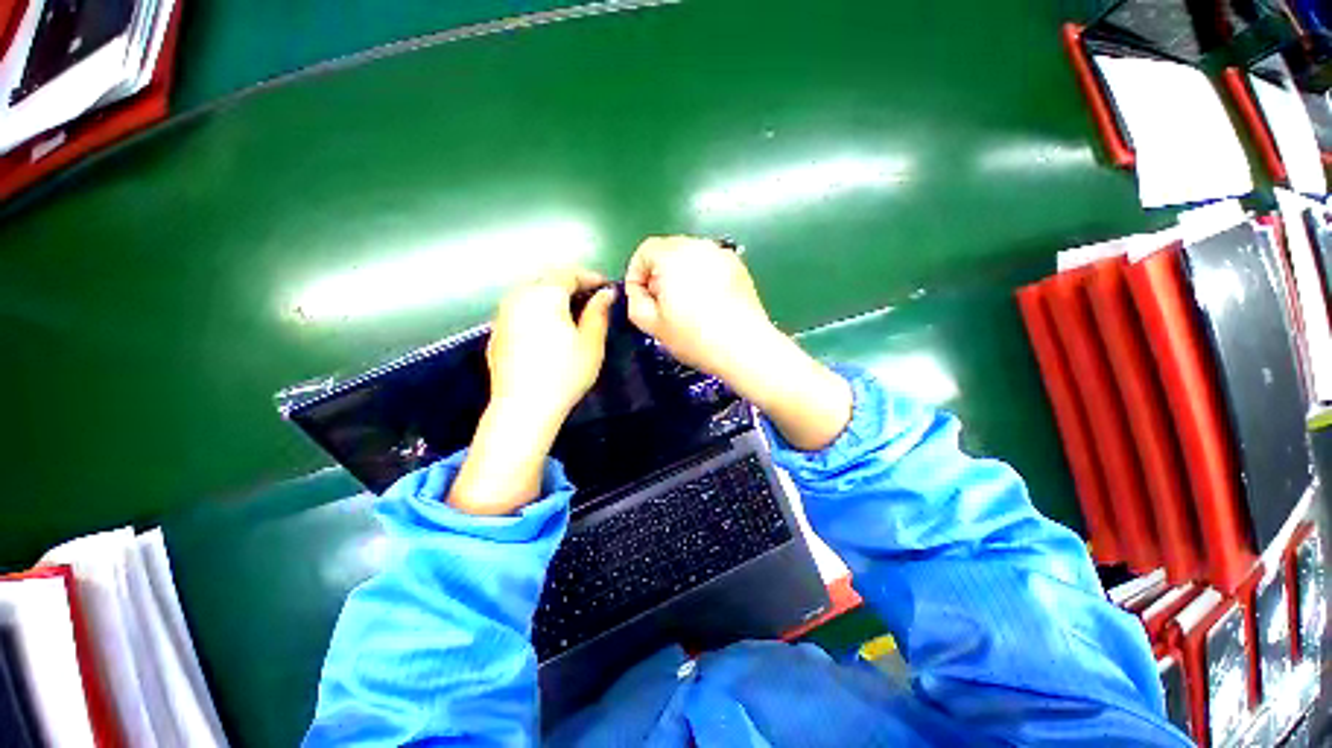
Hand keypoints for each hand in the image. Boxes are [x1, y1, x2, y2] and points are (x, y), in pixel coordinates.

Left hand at [449, 269, 613, 514]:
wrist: (523, 407)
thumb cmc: (565, 373)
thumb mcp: (591, 342)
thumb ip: (598, 312)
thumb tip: (606, 293)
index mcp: (545, 294)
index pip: (569, 273)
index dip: (590, 278)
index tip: (606, 288)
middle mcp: (519, 296)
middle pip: (547, 279)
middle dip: (570, 284)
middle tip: (590, 300)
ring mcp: (503, 314)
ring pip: (531, 293)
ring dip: (552, 296)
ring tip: (570, 314)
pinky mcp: (496, 332)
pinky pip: (520, 310)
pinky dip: (536, 311)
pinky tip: (547, 331)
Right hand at [625, 236, 851, 450]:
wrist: (744, 347)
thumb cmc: (694, 337)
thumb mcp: (652, 325)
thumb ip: (635, 301)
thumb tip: (639, 291)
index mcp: (673, 256)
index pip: (645, 250)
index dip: (636, 274)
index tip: (641, 298)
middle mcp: (698, 245)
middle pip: (668, 250)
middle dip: (658, 273)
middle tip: (662, 303)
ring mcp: (721, 254)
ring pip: (690, 256)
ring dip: (680, 274)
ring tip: (686, 304)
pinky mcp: (738, 266)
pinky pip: (710, 264)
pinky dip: (702, 276)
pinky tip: (708, 303)